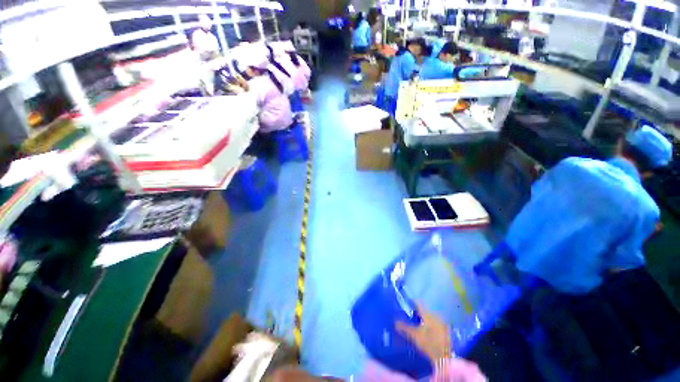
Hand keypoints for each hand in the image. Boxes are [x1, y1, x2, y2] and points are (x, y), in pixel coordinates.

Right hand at [396, 304, 451, 364]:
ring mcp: (442, 322)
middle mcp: (435, 315)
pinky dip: (431, 325)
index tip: (407, 304)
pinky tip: (428, 333)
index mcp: (427, 313)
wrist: (446, 357)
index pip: (418, 302)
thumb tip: (395, 321)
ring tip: (419, 325)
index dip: (412, 302)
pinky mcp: (446, 330)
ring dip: (425, 319)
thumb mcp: (414, 336)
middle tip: (411, 317)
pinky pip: (437, 323)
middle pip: (425, 309)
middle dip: (418, 312)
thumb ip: (404, 327)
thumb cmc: (429, 344)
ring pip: (431, 316)